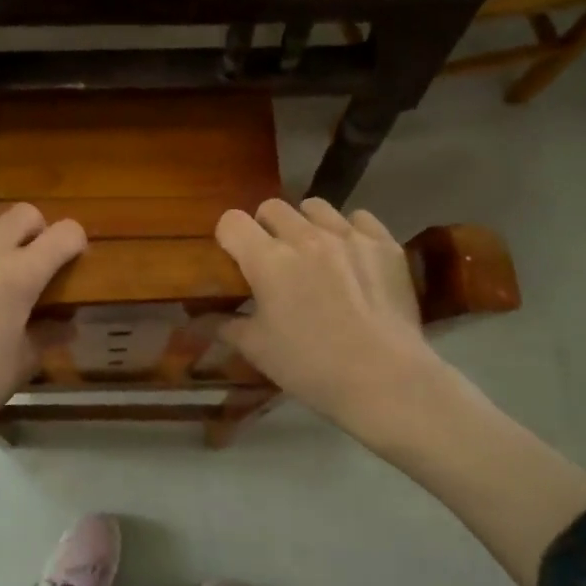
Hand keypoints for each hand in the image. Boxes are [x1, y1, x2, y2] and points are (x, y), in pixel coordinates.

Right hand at [216, 199, 445, 446]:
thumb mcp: (259, 351)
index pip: (232, 221)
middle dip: (266, 228)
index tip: (235, 257)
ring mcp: (348, 235)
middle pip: (272, 207)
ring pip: (315, 206)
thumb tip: (200, 319)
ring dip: (307, 224)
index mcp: (268, 260)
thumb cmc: (312, 368)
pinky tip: (353, 257)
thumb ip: (226, 327)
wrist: (385, 379)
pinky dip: (350, 231)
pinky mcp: (383, 243)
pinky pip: (359, 218)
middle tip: (275, 259)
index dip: (229, 237)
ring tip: (315, 253)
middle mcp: (305, 236)